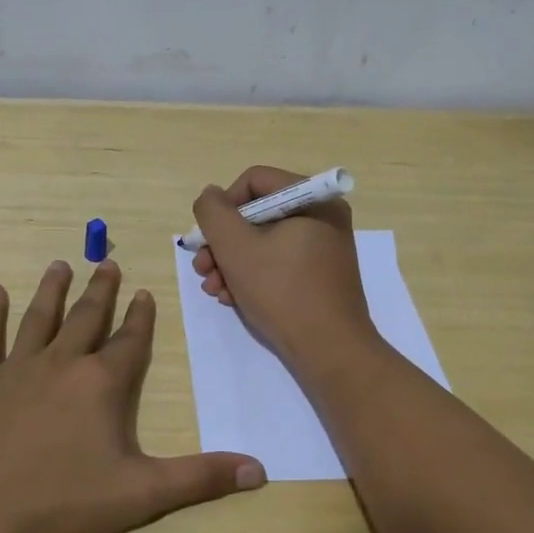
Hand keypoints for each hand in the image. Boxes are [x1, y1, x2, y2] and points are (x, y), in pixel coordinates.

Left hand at [0, 259, 266, 532]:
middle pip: (85, 317)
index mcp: (101, 383)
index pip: (129, 341)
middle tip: (106, 262)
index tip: (144, 293)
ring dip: (52, 290)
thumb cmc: (64, 503)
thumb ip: (200, 478)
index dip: (140, 317)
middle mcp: (61, 363)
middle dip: (100, 290)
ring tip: (61, 265)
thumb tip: (259, 470)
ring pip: (39, 318)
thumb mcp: (142, 494)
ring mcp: (16, 368)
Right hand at [190, 165, 379, 373]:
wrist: (330, 351)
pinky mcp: (320, 275)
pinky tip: (233, 298)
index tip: (208, 238)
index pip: (254, 181)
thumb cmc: (282, 292)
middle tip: (203, 269)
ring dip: (231, 263)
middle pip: (256, 214)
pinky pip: (278, 262)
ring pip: (263, 241)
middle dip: (223, 242)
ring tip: (214, 290)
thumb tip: (211, 196)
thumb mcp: (235, 247)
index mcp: (312, 199)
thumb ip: (213, 212)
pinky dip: (252, 276)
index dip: (223, 206)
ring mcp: (323, 247)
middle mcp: (322, 216)